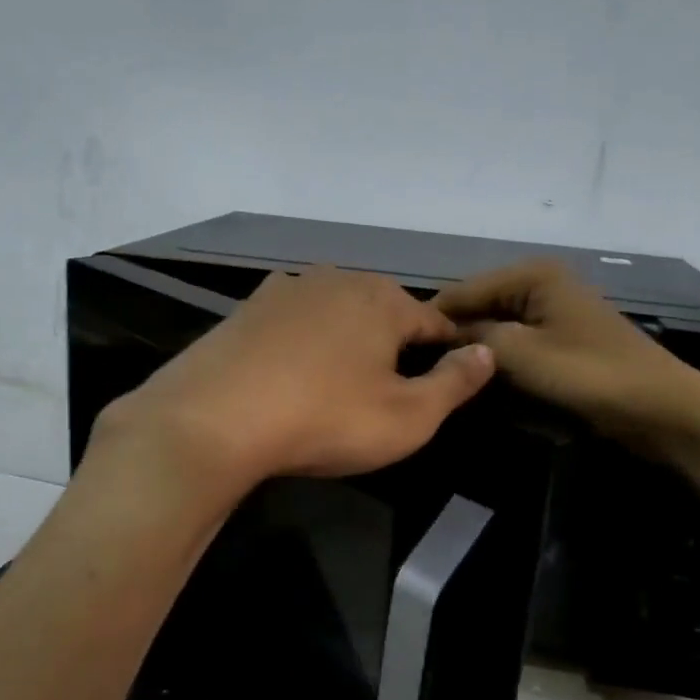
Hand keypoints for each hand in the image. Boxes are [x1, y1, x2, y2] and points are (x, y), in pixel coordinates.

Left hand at [98, 267, 495, 489]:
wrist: (213, 420)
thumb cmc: (325, 418)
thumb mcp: (408, 417)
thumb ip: (455, 383)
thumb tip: (486, 352)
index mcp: (383, 300)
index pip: (434, 320)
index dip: (446, 350)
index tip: (447, 378)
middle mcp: (337, 280)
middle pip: (383, 310)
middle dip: (394, 343)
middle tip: (388, 390)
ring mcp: (286, 289)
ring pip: (336, 313)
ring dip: (347, 341)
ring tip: (341, 382)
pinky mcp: (246, 309)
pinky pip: (294, 323)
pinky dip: (304, 343)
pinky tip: (293, 373)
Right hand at [433, 260, 699, 456]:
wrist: (661, 408)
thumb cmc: (590, 375)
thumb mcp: (522, 355)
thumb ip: (474, 339)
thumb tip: (439, 336)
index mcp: (532, 275)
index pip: (462, 291)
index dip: (432, 321)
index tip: (401, 353)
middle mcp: (541, 283)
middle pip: (479, 306)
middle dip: (454, 335)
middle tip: (420, 370)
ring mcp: (553, 311)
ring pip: (496, 327)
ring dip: (476, 350)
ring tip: (444, 376)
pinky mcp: (561, 338)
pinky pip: (517, 342)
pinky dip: (499, 358)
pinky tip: (481, 379)